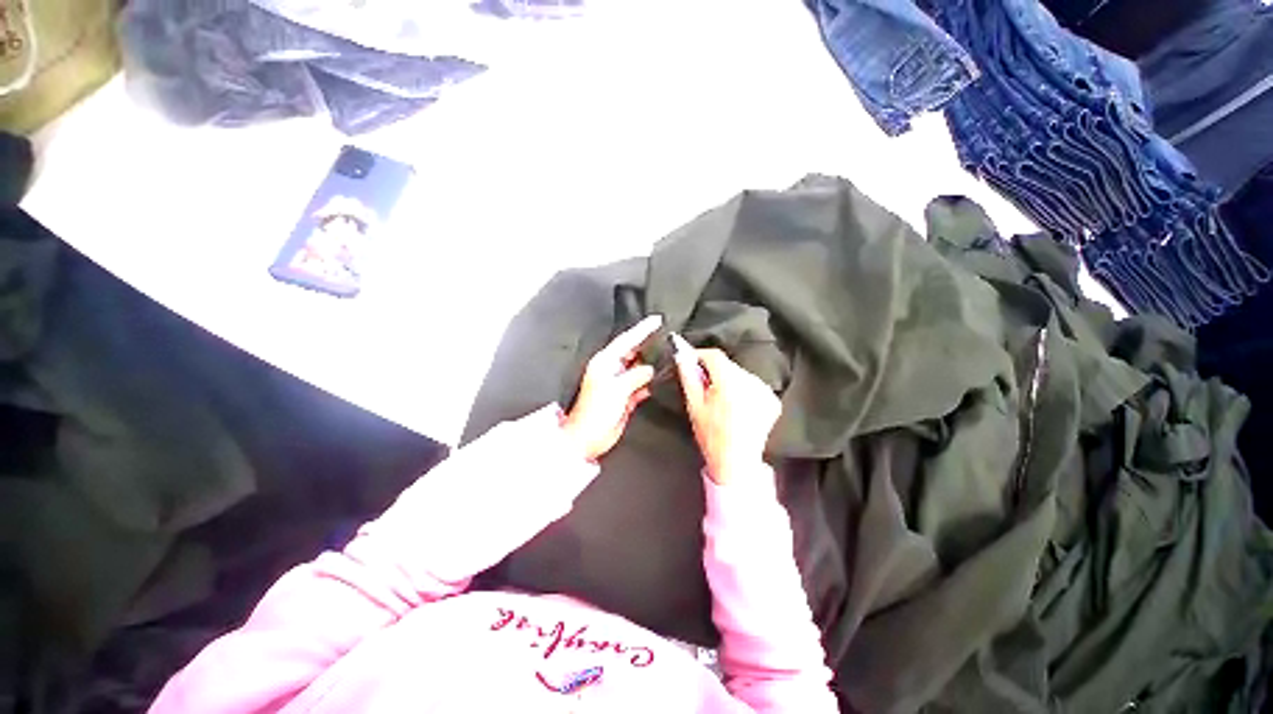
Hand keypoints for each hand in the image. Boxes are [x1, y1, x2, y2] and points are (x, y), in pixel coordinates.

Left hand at [562, 315, 661, 460]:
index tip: (657, 319)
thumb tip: (650, 370)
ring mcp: (619, 383)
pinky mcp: (625, 397)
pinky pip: (640, 385)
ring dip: (651, 365)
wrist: (588, 438)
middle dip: (648, 345)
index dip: (642, 329)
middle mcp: (612, 369)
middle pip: (633, 352)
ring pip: (638, 369)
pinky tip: (660, 380)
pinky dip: (649, 383)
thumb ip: (636, 376)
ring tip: (668, 356)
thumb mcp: (617, 389)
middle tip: (666, 337)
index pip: (626, 340)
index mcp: (605, 362)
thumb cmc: (595, 412)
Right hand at [672, 336, 780, 484]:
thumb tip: (682, 355)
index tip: (690, 362)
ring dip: (729, 381)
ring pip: (740, 374)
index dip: (700, 356)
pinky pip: (753, 386)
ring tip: (722, 400)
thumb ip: (688, 376)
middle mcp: (751, 382)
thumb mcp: (694, 405)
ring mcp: (765, 391)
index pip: (714, 355)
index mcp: (730, 382)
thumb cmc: (711, 434)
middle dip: (714, 372)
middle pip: (728, 365)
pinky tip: (737, 407)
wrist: (736, 462)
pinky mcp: (772, 400)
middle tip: (704, 388)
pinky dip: (743, 391)